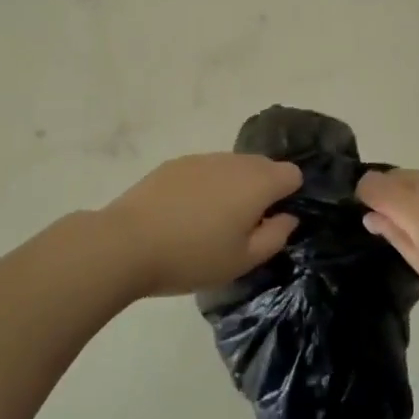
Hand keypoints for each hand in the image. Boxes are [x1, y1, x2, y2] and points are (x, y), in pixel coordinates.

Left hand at [100, 153, 304, 298]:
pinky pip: (206, 169)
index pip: (292, 174)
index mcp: (257, 183)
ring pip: (233, 166)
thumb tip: (287, 217)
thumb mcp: (242, 260)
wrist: (127, 243)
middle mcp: (234, 162)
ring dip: (234, 186)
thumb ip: (275, 236)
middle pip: (263, 165)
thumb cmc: (192, 257)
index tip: (273, 222)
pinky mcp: (176, 163)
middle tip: (245, 226)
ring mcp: (202, 158)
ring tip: (212, 221)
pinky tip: (186, 213)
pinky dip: (207, 184)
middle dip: (263, 189)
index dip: (289, 196)